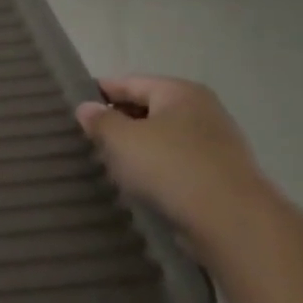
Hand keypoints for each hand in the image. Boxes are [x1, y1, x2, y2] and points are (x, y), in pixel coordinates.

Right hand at [75, 76, 276, 239]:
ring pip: (161, 137)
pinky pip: (176, 162)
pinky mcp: (219, 173)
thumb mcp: (122, 140)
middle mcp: (202, 110)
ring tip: (107, 163)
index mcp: (180, 92)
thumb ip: (100, 120)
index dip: (98, 93)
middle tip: (85, 138)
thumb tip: (86, 107)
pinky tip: (137, 183)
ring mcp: (215, 143)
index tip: (71, 106)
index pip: (129, 82)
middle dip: (117, 122)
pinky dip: (155, 168)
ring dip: (135, 148)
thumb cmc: (170, 167)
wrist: (232, 221)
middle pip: (147, 108)